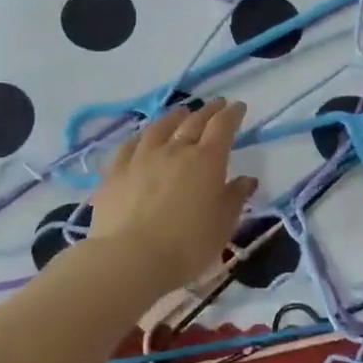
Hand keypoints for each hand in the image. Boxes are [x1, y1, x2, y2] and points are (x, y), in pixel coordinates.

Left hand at [89, 98, 258, 289]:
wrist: (130, 259)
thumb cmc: (187, 244)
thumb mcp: (223, 224)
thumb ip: (235, 198)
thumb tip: (246, 180)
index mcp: (207, 160)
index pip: (222, 127)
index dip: (232, 114)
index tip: (238, 107)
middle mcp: (175, 150)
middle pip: (194, 122)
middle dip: (208, 111)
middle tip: (217, 104)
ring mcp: (142, 157)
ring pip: (160, 127)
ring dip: (174, 116)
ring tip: (181, 112)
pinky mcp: (115, 172)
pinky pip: (130, 145)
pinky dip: (142, 136)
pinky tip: (143, 137)